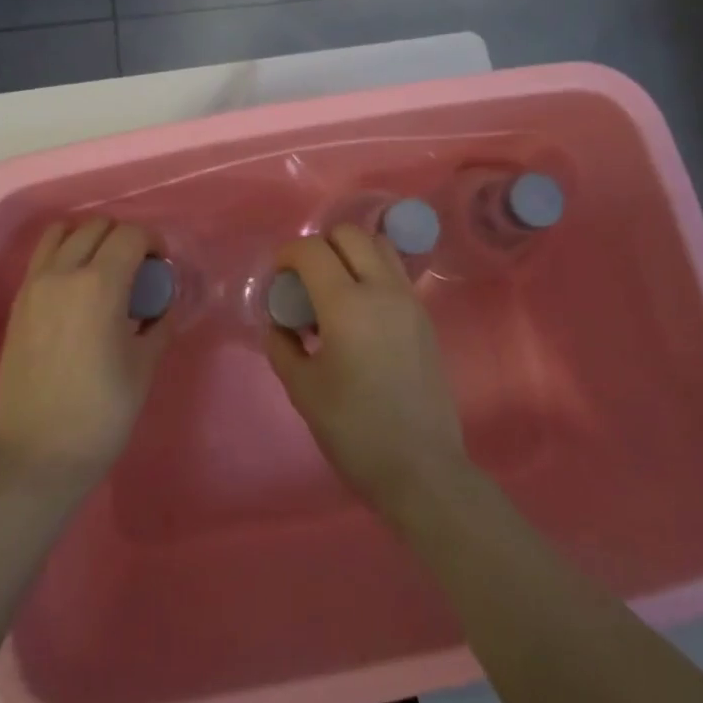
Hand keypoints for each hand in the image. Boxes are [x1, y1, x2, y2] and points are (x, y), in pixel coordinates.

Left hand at [0, 217, 169, 495]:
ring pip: (63, 233)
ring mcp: (34, 286)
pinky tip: (77, 287)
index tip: (161, 267)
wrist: (37, 454)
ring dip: (89, 239)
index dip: (153, 243)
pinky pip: (42, 257)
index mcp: (99, 286)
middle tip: (138, 270)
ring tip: (104, 270)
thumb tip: (164, 303)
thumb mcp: (144, 367)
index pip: (130, 236)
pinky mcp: (18, 303)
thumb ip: (159, 323)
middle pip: (97, 227)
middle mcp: (63, 274)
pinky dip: (63, 254)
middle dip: (124, 238)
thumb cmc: (100, 414)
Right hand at [265, 226, 472, 517]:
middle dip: (321, 247)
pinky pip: (395, 273)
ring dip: (351, 254)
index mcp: (347, 304)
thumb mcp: (302, 389)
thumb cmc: (354, 430)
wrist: (421, 468)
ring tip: (335, 292)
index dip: (287, 255)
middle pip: (350, 235)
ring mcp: (409, 301)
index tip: (277, 278)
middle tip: (306, 282)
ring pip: (379, 246)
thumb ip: (282, 346)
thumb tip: (280, 324)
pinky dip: (372, 273)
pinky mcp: (424, 317)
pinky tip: (359, 314)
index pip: (312, 250)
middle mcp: (382, 290)